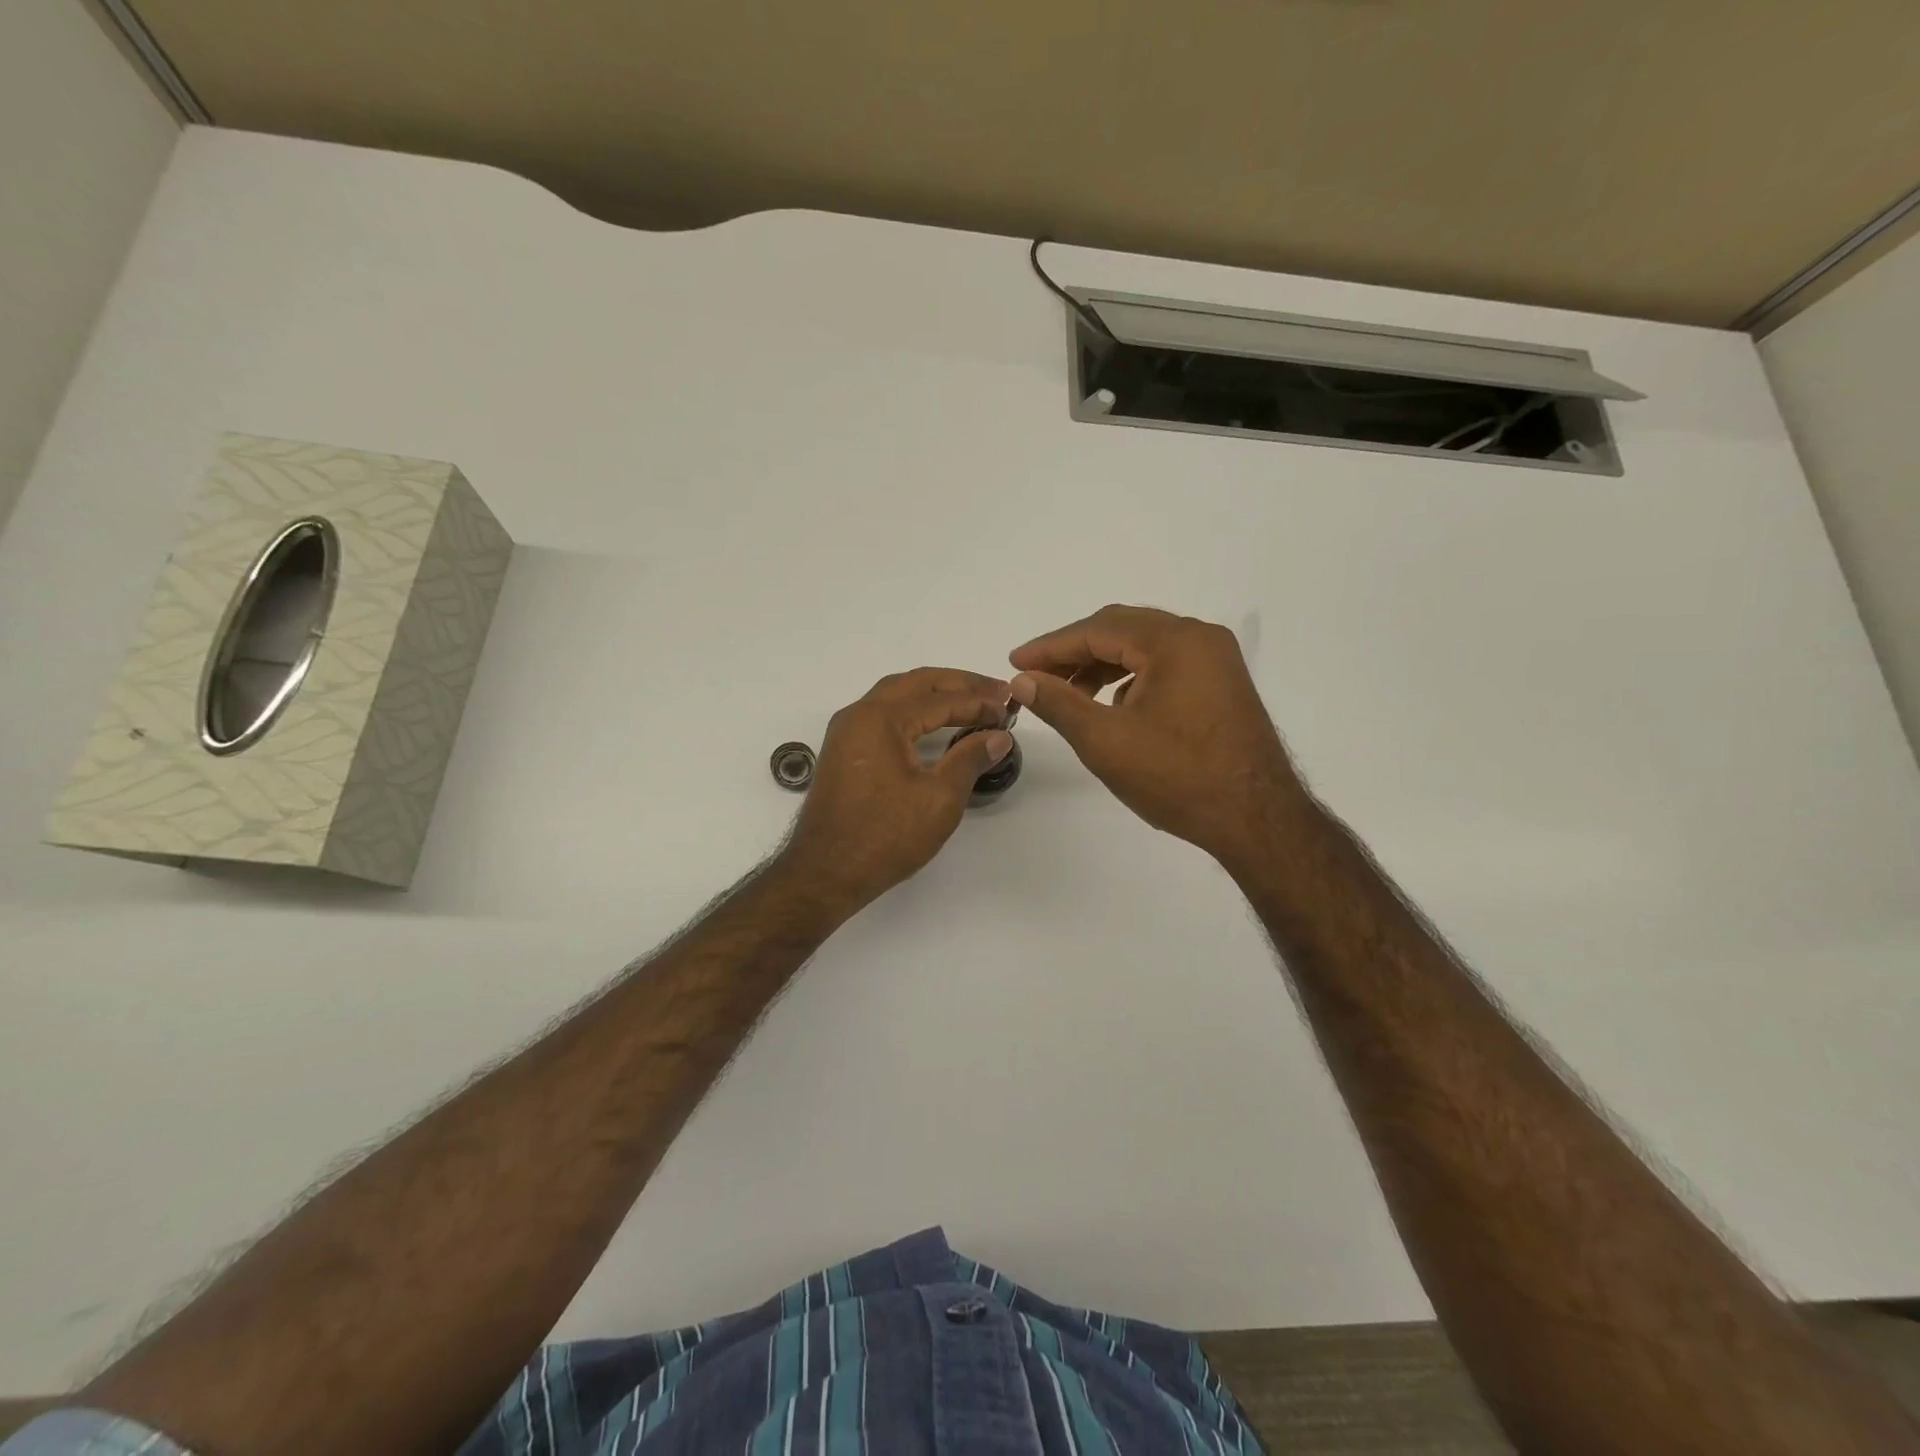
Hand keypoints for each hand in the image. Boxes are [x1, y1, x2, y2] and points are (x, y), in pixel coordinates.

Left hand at [781, 668, 1013, 907]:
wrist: (825, 873)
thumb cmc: (885, 836)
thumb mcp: (939, 799)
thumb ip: (970, 759)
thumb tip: (998, 736)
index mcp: (880, 719)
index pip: (940, 699)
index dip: (978, 702)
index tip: (1008, 708)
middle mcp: (859, 714)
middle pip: (915, 683)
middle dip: (958, 684)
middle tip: (995, 691)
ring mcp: (846, 732)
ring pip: (895, 695)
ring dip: (933, 693)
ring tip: (969, 701)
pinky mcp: (843, 752)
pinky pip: (882, 714)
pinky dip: (912, 710)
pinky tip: (932, 724)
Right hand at [1009, 605, 1301, 870]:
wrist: (1257, 820)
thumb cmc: (1178, 777)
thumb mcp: (1106, 741)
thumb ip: (1060, 703)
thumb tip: (1023, 680)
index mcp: (1176, 641)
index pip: (1099, 629)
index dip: (1051, 646)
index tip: (1015, 661)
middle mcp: (1200, 639)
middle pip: (1123, 630)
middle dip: (1075, 652)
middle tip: (1036, 675)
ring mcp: (1217, 662)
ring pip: (1145, 648)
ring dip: (1103, 665)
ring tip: (1069, 694)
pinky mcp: (1223, 686)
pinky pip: (1166, 667)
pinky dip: (1132, 678)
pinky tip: (1115, 707)